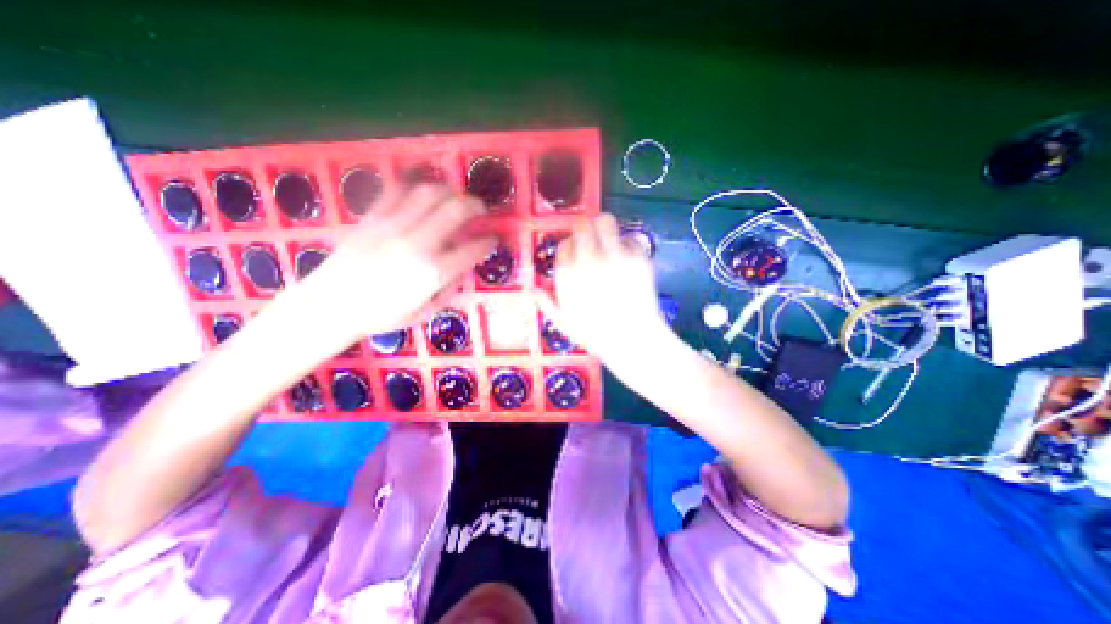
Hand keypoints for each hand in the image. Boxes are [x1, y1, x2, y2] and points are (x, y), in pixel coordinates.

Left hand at [303, 186, 493, 341]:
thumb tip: (464, 267)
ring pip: (429, 193)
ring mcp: (392, 227)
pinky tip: (422, 193)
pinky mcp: (372, 217)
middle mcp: (417, 244)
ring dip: (450, 191)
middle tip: (480, 209)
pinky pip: (397, 190)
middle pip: (455, 210)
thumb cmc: (381, 315)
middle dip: (475, 205)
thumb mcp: (425, 312)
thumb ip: (449, 288)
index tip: (493, 239)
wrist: (330, 305)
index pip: (472, 249)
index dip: (488, 242)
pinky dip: (415, 186)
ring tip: (455, 197)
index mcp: (432, 273)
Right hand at [536, 211, 666, 363]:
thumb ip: (545, 303)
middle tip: (593, 240)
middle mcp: (588, 258)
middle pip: (582, 225)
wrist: (632, 340)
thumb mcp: (563, 322)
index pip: (564, 244)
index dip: (571, 248)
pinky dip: (628, 246)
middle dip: (586, 230)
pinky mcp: (637, 256)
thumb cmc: (595, 335)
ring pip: (606, 221)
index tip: (577, 255)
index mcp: (567, 273)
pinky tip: (628, 262)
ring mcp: (614, 254)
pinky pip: (629, 238)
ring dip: (605, 228)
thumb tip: (532, 289)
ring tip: (609, 242)